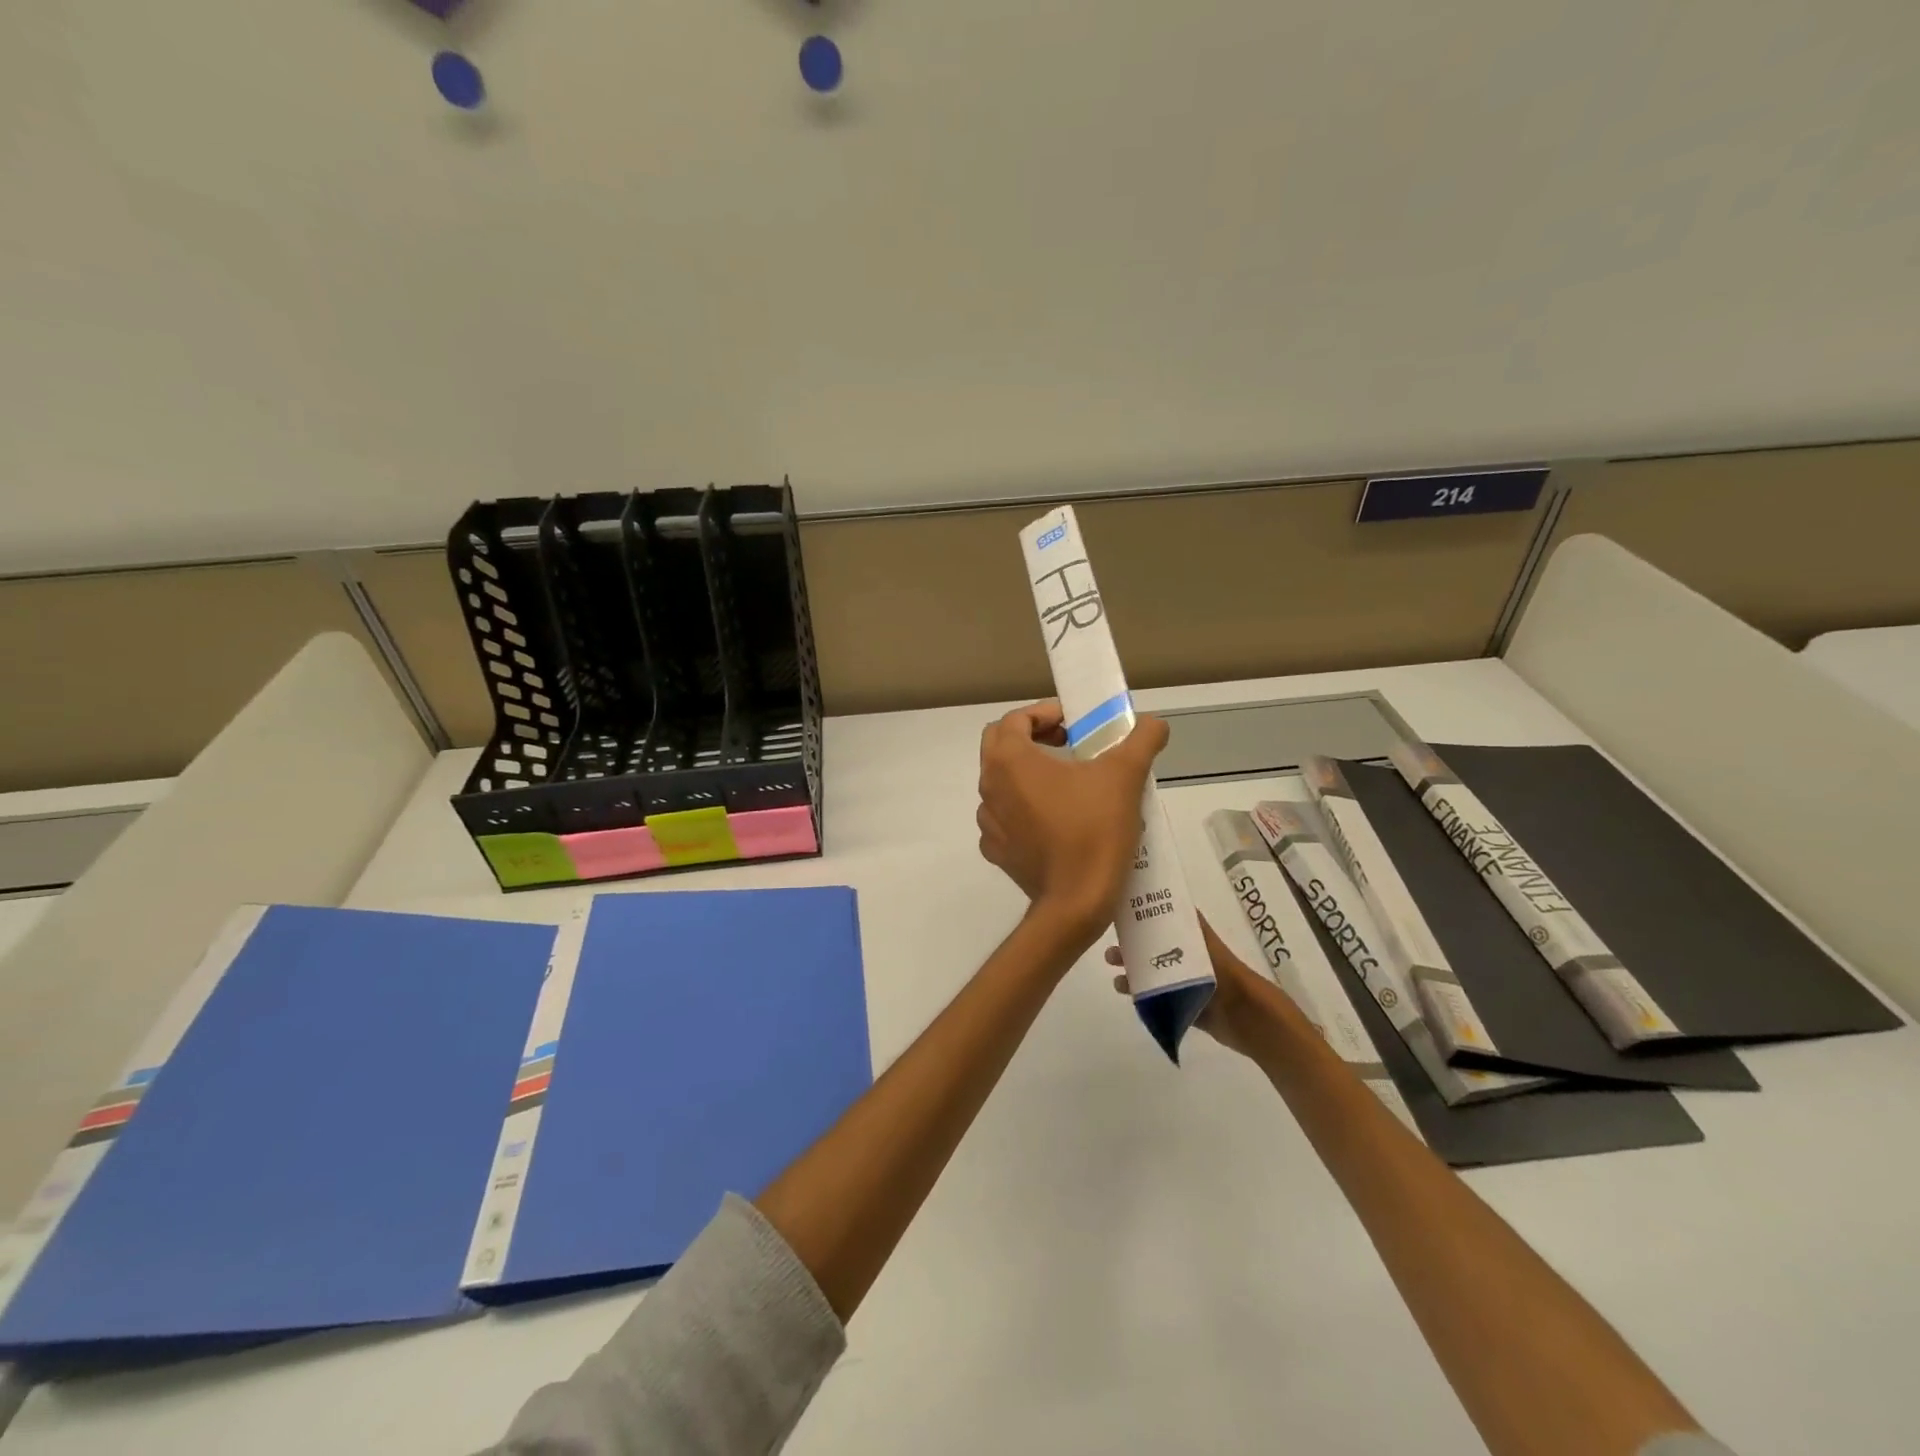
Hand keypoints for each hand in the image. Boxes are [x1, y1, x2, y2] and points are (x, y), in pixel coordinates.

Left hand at [976, 701, 1168, 947]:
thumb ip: (1142, 740)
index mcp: (1009, 760)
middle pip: (1000, 745)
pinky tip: (1054, 820)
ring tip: (1066, 782)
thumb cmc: (1095, 829)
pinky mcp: (998, 851)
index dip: (1046, 713)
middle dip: (1032, 736)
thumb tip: (1154, 724)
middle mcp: (989, 786)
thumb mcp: (1125, 775)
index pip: (1016, 719)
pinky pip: (1005, 818)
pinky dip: (1024, 810)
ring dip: (1028, 773)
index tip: (1075, 723)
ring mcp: (989, 822)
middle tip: (1067, 742)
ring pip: (1001, 782)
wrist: (1076, 901)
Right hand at [1107, 918, 1268, 1057]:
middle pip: (1153, 951)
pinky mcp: (1185, 1007)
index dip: (1142, 919)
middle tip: (1111, 953)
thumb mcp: (1204, 942)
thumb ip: (1190, 924)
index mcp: (1191, 940)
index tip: (1118, 916)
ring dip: (1134, 975)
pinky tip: (1128, 996)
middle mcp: (1186, 959)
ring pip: (1153, 976)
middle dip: (1131, 950)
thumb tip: (1170, 894)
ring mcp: (1185, 985)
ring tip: (1116, 979)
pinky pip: (1159, 1000)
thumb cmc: (1223, 973)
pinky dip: (1143, 997)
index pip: (1163, 924)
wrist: (1245, 1015)